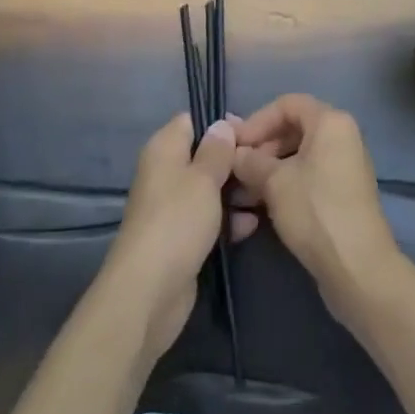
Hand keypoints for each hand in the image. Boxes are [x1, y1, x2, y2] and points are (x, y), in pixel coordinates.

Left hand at [101, 112, 257, 361]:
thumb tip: (222, 125)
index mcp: (164, 149)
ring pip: (209, 189)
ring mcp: (173, 207)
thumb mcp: (204, 178)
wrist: (149, 292)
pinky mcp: (181, 238)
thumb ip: (217, 150)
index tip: (250, 134)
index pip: (192, 121)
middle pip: (204, 156)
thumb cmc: (178, 221)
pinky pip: (208, 218)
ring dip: (235, 193)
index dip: (220, 125)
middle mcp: (165, 173)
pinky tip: (252, 225)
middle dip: (233, 162)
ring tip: (265, 195)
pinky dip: (228, 220)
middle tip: (264, 167)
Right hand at [233, 95, 401, 323]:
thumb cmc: (315, 211)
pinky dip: (286, 183)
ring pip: (300, 154)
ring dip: (270, 169)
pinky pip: (310, 174)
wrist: (358, 269)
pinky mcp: (344, 192)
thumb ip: (250, 160)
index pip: (286, 104)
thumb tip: (233, 152)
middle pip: (294, 128)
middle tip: (237, 170)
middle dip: (262, 147)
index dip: (256, 121)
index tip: (234, 145)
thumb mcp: (274, 182)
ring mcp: (345, 165)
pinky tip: (263, 205)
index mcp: (330, 121)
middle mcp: (342, 135)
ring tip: (244, 192)